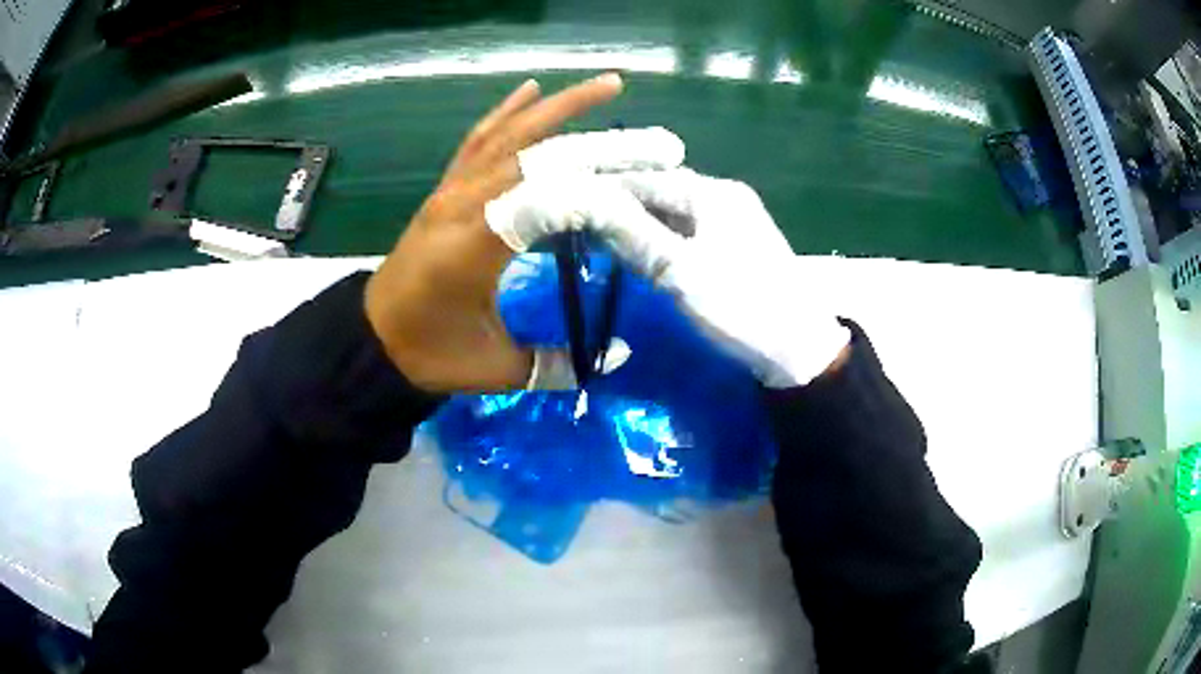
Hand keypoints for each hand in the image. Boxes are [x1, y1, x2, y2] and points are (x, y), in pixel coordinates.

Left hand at [364, 74, 682, 392]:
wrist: (371, 339)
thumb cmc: (428, 354)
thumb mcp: (492, 368)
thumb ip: (554, 363)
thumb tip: (616, 356)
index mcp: (473, 246)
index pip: (544, 201)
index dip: (599, 192)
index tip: (651, 189)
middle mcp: (464, 203)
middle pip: (539, 157)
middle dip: (602, 145)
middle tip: (656, 141)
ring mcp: (452, 190)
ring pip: (510, 134)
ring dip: (561, 105)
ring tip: (609, 84)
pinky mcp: (445, 188)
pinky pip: (478, 140)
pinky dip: (506, 111)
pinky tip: (531, 88)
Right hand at [599, 168, 850, 387]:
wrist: (799, 349)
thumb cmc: (741, 306)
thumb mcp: (681, 273)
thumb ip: (634, 237)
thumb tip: (589, 207)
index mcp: (714, 193)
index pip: (648, 179)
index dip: (607, 189)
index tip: (569, 202)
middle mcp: (725, 197)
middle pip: (662, 192)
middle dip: (622, 206)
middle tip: (581, 221)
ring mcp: (734, 221)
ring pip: (675, 212)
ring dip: (641, 223)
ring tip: (601, 237)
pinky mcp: (737, 246)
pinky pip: (689, 231)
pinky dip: (662, 238)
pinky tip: (641, 251)